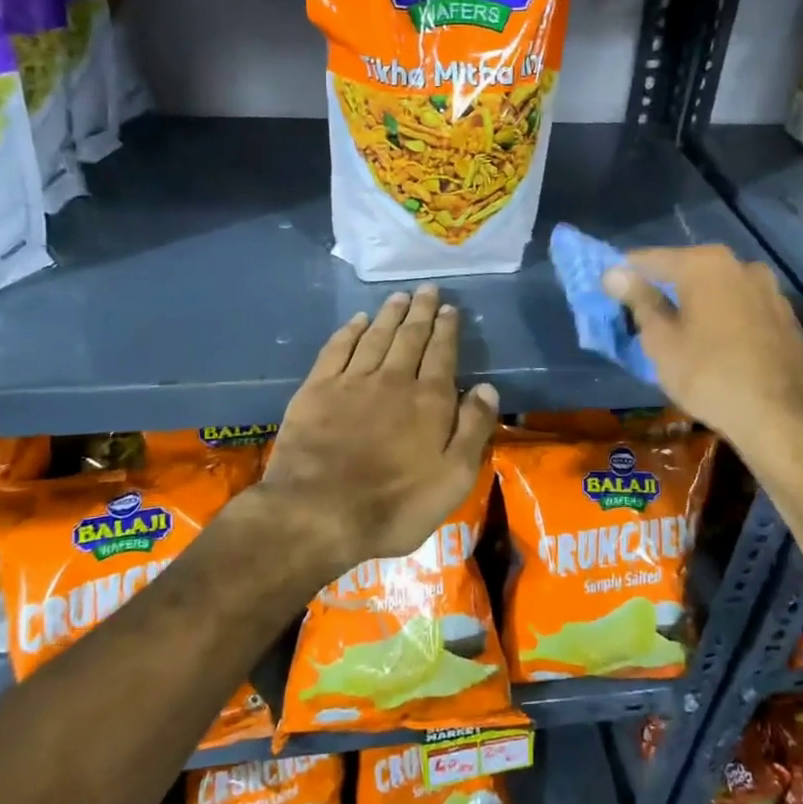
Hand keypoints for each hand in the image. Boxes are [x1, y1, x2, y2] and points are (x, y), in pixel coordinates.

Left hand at [258, 285, 499, 576]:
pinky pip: (337, 349)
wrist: (318, 514)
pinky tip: (356, 321)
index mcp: (428, 401)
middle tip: (428, 290)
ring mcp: (351, 382)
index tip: (450, 309)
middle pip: (410, 337)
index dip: (447, 330)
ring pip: (375, 337)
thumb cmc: (395, 505)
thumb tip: (486, 387)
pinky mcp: (316, 390)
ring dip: (389, 315)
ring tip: (399, 297)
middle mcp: (392, 380)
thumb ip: (472, 429)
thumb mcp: (453, 479)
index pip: (442, 354)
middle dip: (421, 312)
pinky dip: (349, 331)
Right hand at [600, 245, 802, 454]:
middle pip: (688, 270)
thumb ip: (639, 300)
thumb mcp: (661, 340)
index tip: (609, 291)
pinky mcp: (786, 316)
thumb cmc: (708, 375)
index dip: (626, 274)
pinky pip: (742, 307)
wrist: (779, 417)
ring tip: (681, 332)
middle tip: (644, 316)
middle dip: (664, 288)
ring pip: (719, 288)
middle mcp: (741, 264)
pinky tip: (716, 343)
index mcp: (705, 263)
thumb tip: (614, 273)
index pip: (650, 259)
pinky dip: (725, 317)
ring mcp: (769, 289)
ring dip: (698, 302)